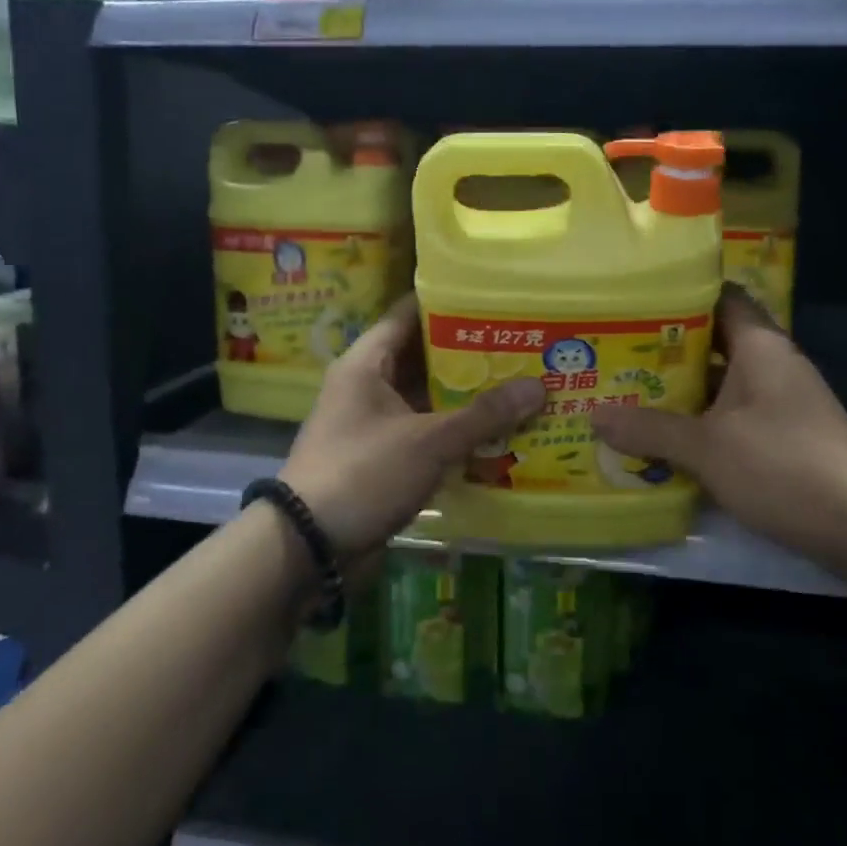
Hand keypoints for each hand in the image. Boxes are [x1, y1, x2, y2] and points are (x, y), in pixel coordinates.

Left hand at [279, 294, 544, 559]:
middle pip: (423, 356)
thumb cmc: (363, 474)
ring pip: (426, 397)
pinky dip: (454, 430)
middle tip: (519, 344)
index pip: (409, 313)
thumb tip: (539, 387)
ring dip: (465, 396)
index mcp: (366, 363)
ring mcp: (374, 422)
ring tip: (518, 384)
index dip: (448, 301)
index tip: (492, 298)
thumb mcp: (428, 441)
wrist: (307, 547)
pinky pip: (424, 431)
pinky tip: (496, 432)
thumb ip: (483, 415)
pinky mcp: (382, 456)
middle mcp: (367, 385)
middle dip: (469, 353)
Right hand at [590, 286, 846, 560]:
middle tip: (615, 352)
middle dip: (667, 349)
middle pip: (715, 341)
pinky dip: (703, 421)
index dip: (679, 294)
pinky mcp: (786, 435)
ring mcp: (782, 401)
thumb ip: (651, 430)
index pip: (720, 297)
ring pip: (723, 382)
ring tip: (628, 392)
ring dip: (683, 390)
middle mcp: (773, 364)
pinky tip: (668, 436)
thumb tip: (594, 416)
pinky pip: (735, 414)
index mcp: (760, 345)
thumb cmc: (784, 466)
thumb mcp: (708, 448)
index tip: (634, 301)